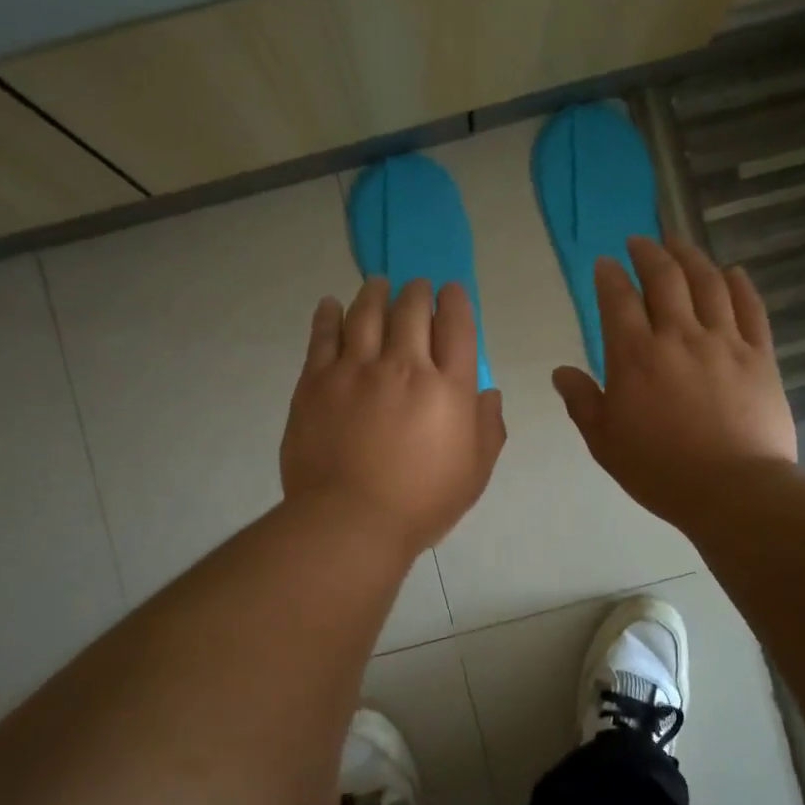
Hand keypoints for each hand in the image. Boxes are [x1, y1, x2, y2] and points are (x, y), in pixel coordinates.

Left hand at [282, 277, 506, 551]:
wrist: (350, 520)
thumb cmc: (421, 503)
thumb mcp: (475, 473)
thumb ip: (488, 428)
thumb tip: (487, 393)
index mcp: (449, 388)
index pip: (457, 326)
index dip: (455, 301)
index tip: (451, 292)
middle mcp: (404, 366)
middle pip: (412, 310)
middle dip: (417, 292)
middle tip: (416, 289)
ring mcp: (356, 369)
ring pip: (366, 312)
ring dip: (375, 292)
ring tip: (378, 284)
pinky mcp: (317, 381)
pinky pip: (323, 335)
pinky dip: (329, 314)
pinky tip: (331, 305)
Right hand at [553, 236, 796, 525]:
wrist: (734, 490)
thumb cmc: (660, 471)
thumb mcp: (605, 442)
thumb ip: (582, 402)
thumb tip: (561, 372)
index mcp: (636, 357)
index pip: (618, 300)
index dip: (609, 276)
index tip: (605, 264)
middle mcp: (679, 336)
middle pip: (665, 278)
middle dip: (649, 253)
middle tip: (640, 242)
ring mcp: (724, 342)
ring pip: (708, 282)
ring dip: (691, 257)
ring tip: (679, 244)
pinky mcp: (760, 355)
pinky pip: (750, 307)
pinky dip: (739, 284)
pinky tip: (732, 271)